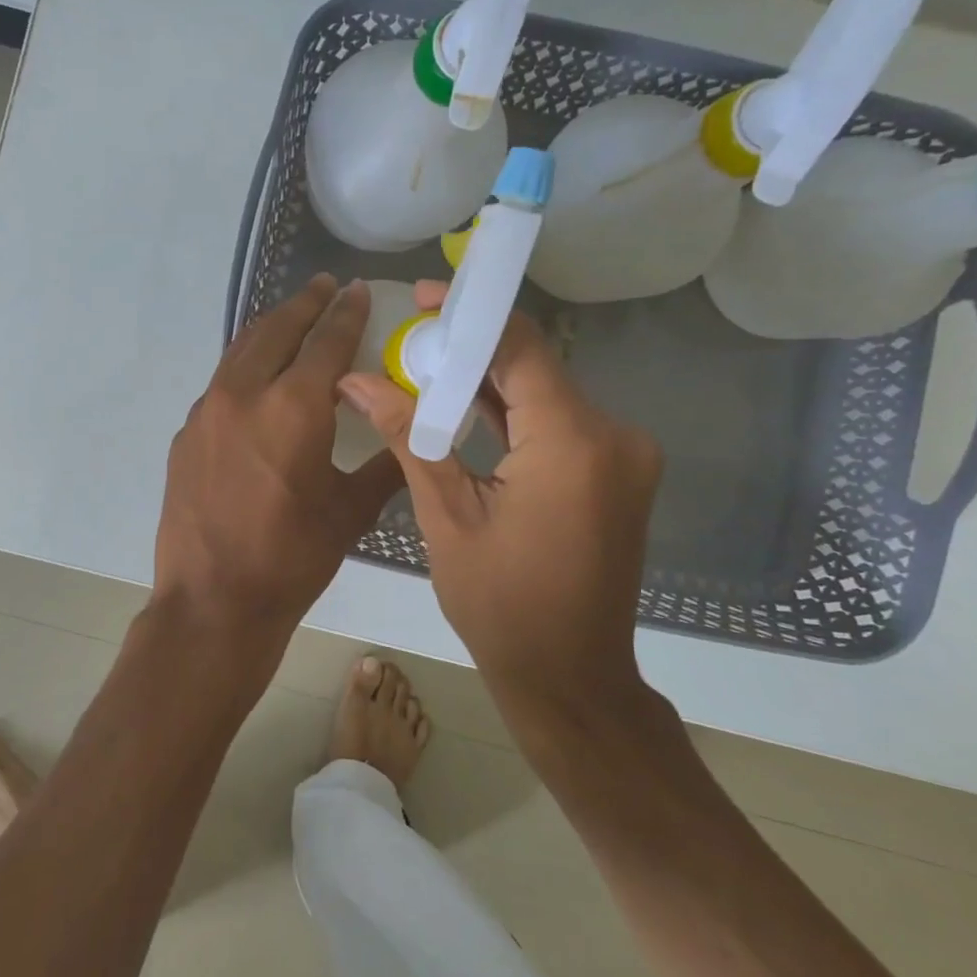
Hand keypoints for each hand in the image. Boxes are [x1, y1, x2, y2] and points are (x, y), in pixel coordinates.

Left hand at [153, 275, 404, 674]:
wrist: (213, 600)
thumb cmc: (291, 558)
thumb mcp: (350, 511)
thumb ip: (384, 464)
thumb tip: (409, 437)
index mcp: (294, 407)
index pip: (327, 341)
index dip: (347, 312)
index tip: (358, 290)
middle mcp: (245, 393)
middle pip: (277, 329)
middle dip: (305, 304)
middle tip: (325, 288)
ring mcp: (207, 411)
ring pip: (241, 351)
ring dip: (270, 329)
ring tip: (291, 320)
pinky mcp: (186, 433)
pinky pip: (221, 383)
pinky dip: (245, 367)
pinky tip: (257, 380)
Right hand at [338, 281, 661, 712]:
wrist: (569, 677)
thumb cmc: (501, 605)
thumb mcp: (446, 516)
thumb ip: (407, 436)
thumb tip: (354, 380)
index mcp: (573, 442)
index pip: (520, 347)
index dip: (470, 315)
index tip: (421, 299)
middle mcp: (614, 436)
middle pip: (533, 366)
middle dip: (470, 350)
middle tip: (408, 340)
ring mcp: (622, 455)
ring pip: (545, 394)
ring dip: (488, 382)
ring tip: (423, 371)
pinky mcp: (614, 473)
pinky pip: (557, 424)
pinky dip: (512, 414)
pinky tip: (463, 408)